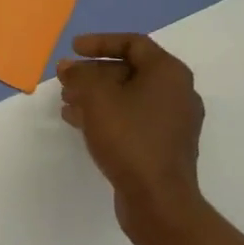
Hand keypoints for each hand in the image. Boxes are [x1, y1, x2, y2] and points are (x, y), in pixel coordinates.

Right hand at [58, 33, 206, 240]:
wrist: (159, 202)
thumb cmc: (130, 139)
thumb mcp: (96, 99)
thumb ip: (79, 76)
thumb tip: (68, 67)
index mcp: (169, 72)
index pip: (133, 43)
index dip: (100, 42)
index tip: (73, 49)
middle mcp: (177, 92)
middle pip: (130, 70)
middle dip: (94, 73)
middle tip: (66, 79)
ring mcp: (174, 122)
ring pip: (129, 97)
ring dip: (96, 95)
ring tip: (66, 101)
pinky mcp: (165, 146)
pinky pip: (133, 119)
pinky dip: (107, 115)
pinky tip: (79, 123)